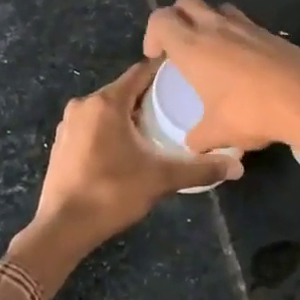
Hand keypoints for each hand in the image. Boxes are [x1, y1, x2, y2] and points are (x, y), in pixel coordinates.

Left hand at [6, 61, 241, 296]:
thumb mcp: (161, 179)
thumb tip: (238, 167)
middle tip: (179, 107)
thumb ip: (200, 169)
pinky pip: (93, 126)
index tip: (186, 76)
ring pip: (107, 110)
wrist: (62, 228)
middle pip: (124, 91)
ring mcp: (68, 125)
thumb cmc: (112, 193)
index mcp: (106, 103)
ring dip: (130, 116)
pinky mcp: (61, 144)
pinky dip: (111, 130)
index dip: (164, 71)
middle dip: (149, 97)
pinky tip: (129, 148)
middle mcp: (83, 105)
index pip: (140, 73)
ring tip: (158, 129)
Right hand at [143, 0, 299, 154]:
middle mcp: (216, 28)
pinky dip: (236, 35)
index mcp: (192, 47)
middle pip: (186, 3)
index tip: (157, 57)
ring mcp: (246, 26)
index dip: (152, 34)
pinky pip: (244, 23)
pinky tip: (244, 63)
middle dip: (177, 19)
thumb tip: (192, 146)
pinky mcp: (271, 33)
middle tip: (179, 48)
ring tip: (212, 51)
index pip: (161, 19)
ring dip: (208, 21)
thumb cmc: (252, 113)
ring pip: (218, 8)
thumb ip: (199, 138)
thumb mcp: (218, 133)